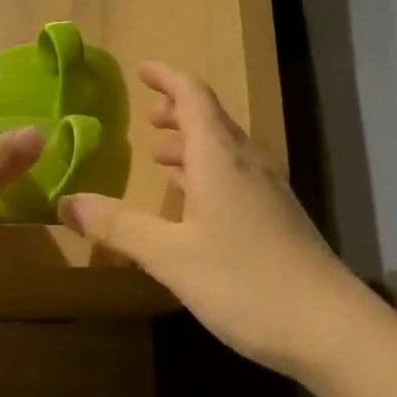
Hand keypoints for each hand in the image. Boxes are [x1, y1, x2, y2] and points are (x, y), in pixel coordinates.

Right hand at [59, 63, 361, 378]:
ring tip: (160, 154)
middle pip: (211, 119)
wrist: (329, 327)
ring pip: (224, 150)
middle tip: (147, 113)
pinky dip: (206, 173)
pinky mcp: (276, 218)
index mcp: (220, 157)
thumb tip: (66, 202)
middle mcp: (247, 163)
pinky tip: (193, 201)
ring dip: (191, 144)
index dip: (167, 77)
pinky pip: (234, 176)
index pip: (193, 96)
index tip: (141, 69)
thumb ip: (119, 226)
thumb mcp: (170, 255)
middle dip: (177, 110)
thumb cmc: (244, 281)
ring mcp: (267, 191)